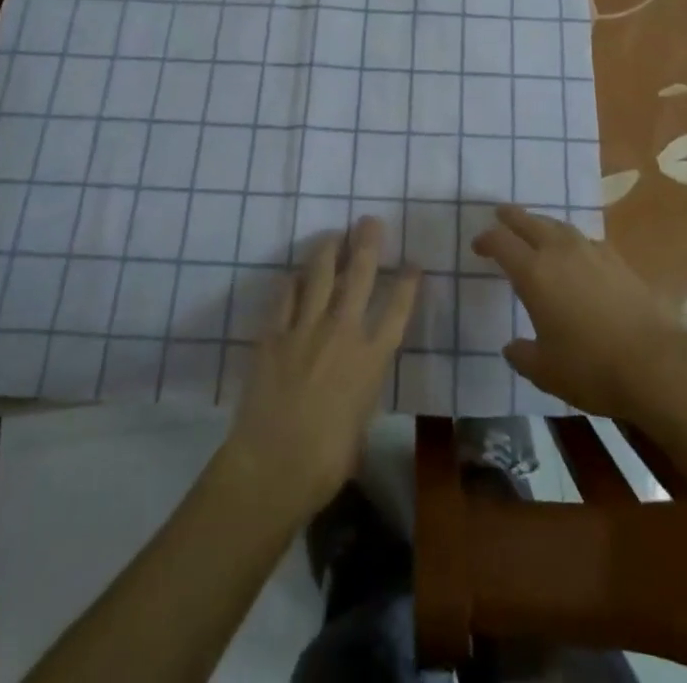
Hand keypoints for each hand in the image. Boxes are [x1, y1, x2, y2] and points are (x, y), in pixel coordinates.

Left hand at [220, 217, 417, 515]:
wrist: (273, 465)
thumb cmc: (327, 460)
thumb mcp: (362, 422)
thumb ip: (363, 388)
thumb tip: (358, 376)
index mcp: (371, 358)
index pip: (397, 308)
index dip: (407, 282)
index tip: (413, 263)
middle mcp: (343, 332)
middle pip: (359, 275)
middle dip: (368, 243)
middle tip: (370, 220)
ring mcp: (305, 328)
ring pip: (319, 274)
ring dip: (328, 250)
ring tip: (333, 234)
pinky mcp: (273, 333)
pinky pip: (284, 295)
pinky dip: (291, 281)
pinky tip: (294, 274)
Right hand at [472, 205, 686, 418]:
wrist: (656, 364)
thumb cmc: (591, 368)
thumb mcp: (545, 371)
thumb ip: (522, 355)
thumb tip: (511, 346)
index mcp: (534, 273)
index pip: (502, 243)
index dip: (486, 240)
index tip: (478, 245)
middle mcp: (560, 252)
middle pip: (530, 222)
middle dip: (512, 217)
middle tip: (500, 214)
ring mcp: (592, 252)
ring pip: (559, 226)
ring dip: (542, 224)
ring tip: (536, 229)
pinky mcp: (618, 261)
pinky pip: (585, 240)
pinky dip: (571, 240)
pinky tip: (575, 254)